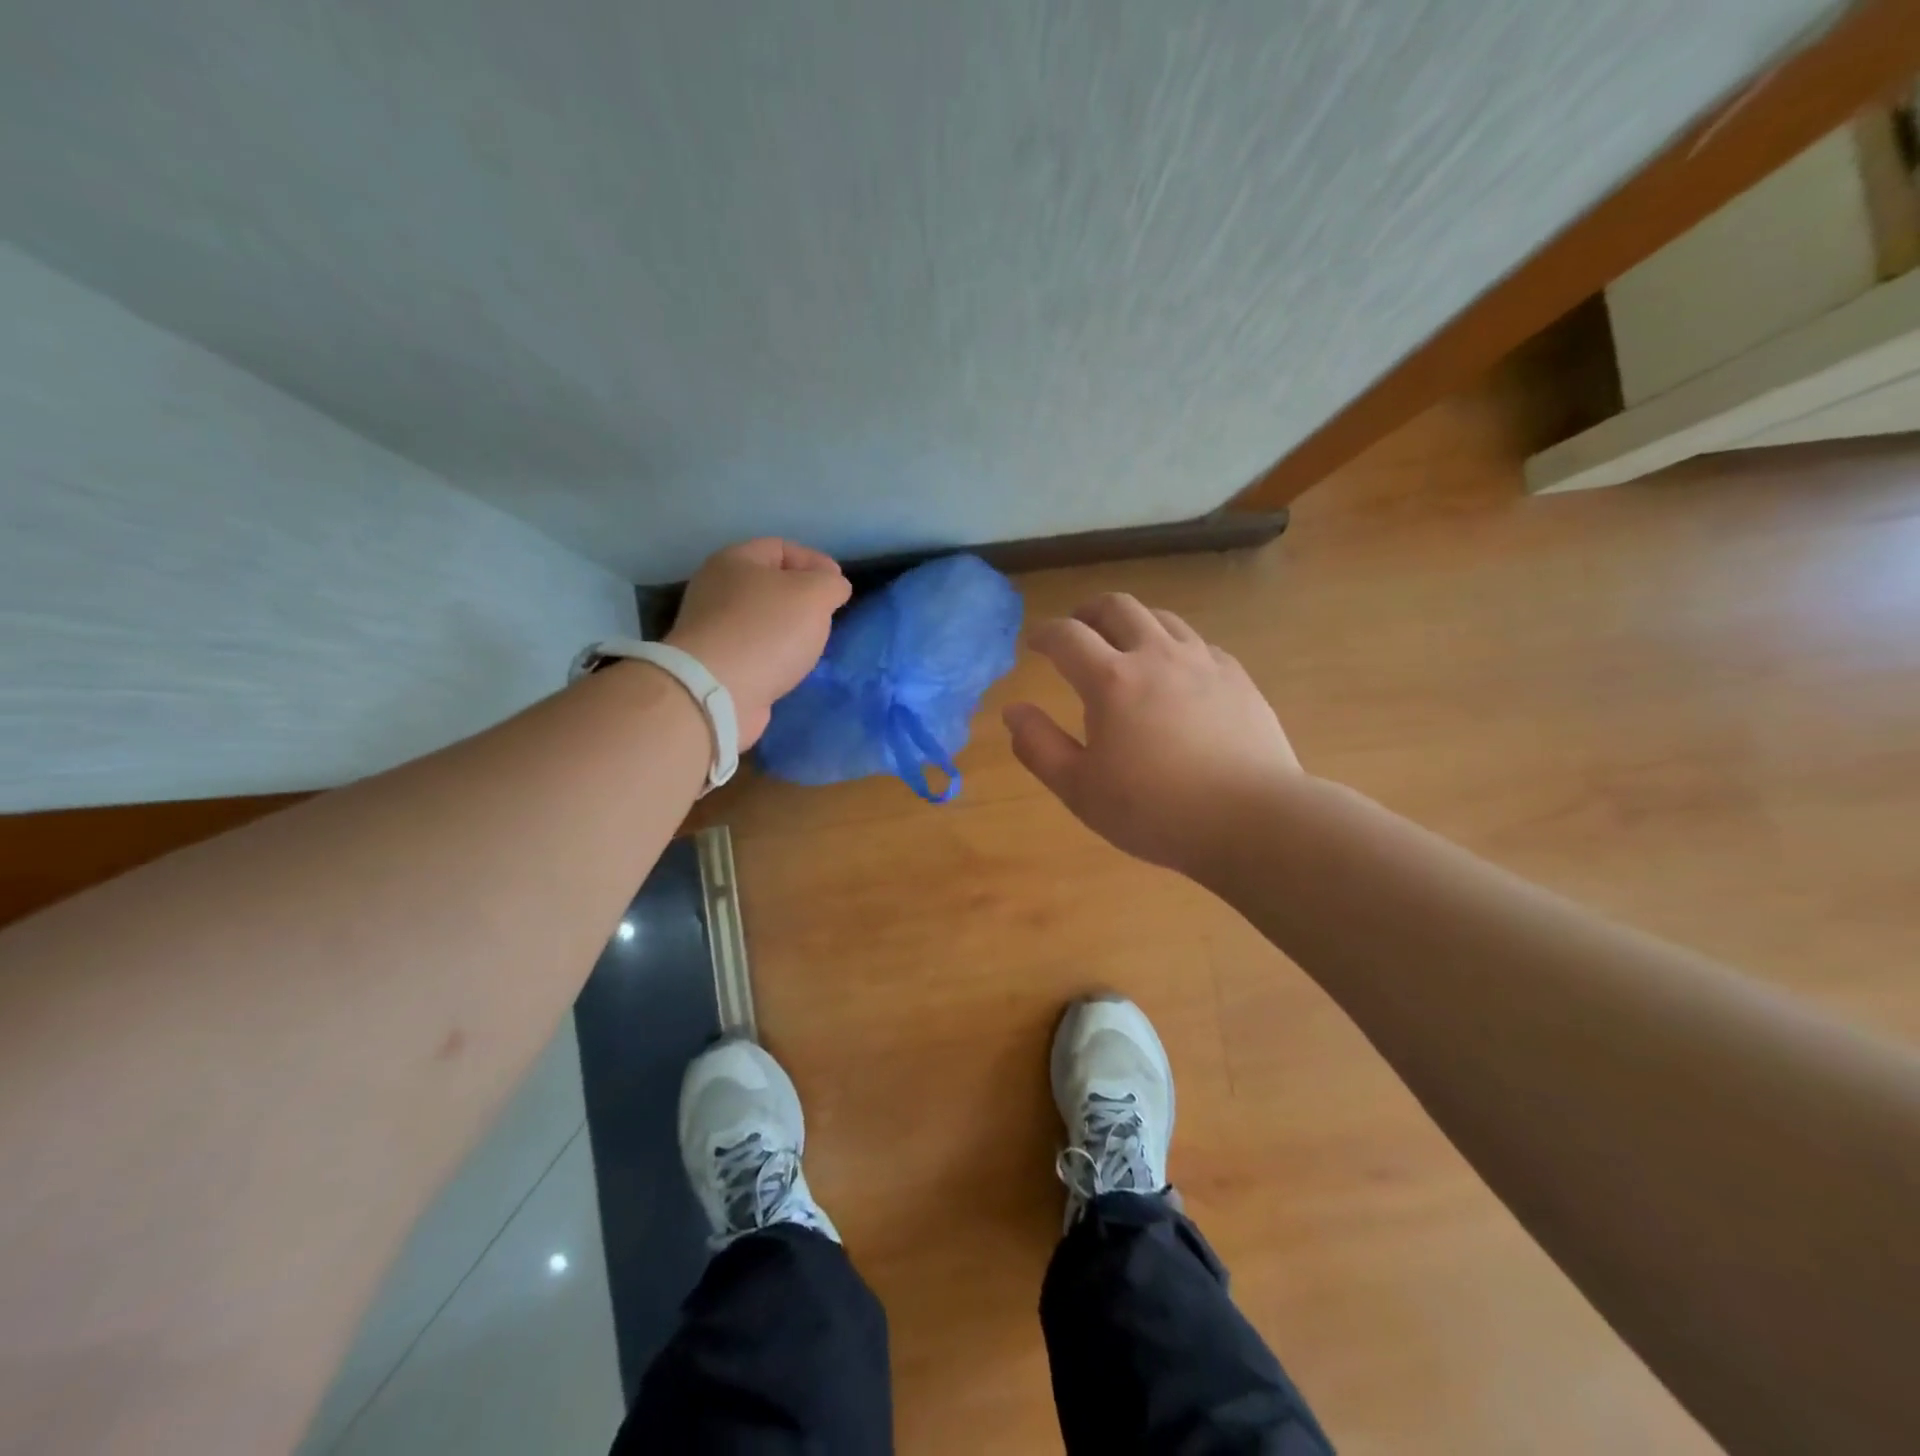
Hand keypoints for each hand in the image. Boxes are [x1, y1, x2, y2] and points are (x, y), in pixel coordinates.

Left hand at [666, 539, 851, 749]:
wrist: (718, 692)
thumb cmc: (768, 630)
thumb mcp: (814, 594)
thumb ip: (831, 584)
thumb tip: (834, 588)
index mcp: (734, 560)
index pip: (781, 548)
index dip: (816, 562)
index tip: (840, 588)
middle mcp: (716, 589)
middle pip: (770, 584)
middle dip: (803, 598)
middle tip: (827, 617)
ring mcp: (712, 628)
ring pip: (763, 620)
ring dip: (790, 630)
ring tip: (813, 645)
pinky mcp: (716, 663)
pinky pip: (755, 650)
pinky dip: (776, 656)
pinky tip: (791, 668)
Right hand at [1003, 593, 1300, 875]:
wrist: (1252, 820)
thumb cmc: (1155, 810)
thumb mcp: (1080, 789)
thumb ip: (1038, 746)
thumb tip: (1013, 711)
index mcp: (1112, 680)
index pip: (1067, 636)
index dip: (1044, 634)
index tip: (1034, 643)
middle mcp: (1157, 656)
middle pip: (1117, 607)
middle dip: (1088, 612)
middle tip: (1077, 629)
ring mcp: (1203, 662)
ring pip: (1162, 618)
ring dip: (1133, 622)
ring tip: (1124, 644)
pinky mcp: (1237, 677)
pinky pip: (1198, 643)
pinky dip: (1174, 645)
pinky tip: (1176, 671)